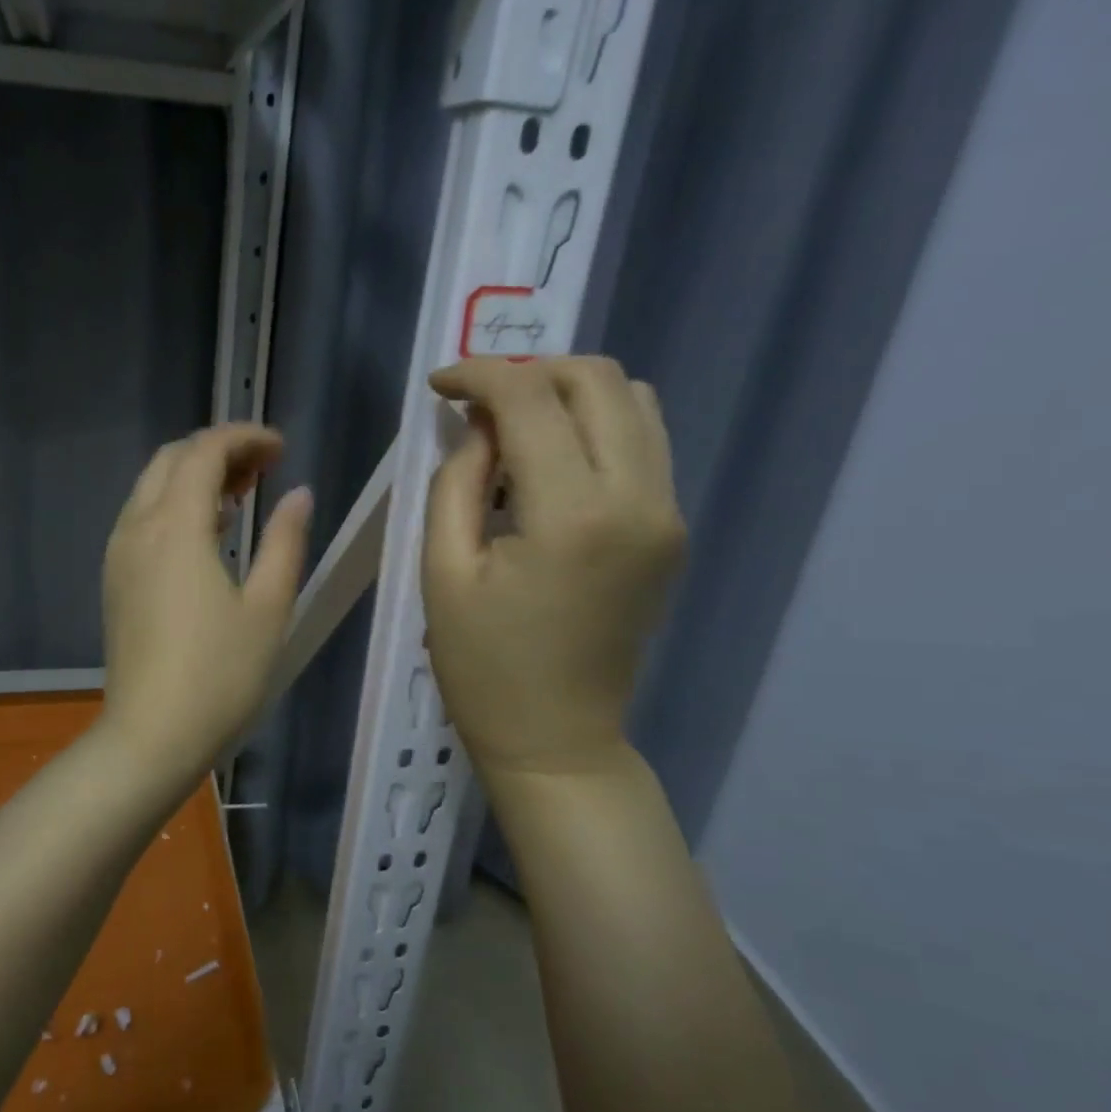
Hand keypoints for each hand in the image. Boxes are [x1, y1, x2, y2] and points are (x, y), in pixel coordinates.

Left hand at [99, 424, 313, 789]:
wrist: (150, 737)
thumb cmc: (220, 675)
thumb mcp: (268, 607)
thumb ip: (285, 542)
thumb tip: (299, 495)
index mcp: (176, 526)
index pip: (205, 452)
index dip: (245, 438)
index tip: (281, 450)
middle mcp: (138, 527)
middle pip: (172, 460)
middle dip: (218, 451)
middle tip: (265, 469)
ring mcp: (119, 554)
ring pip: (152, 487)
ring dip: (195, 477)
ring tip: (243, 496)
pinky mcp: (115, 580)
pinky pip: (142, 518)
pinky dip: (175, 506)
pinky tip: (209, 534)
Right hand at [421, 357, 684, 780]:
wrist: (558, 739)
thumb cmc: (484, 666)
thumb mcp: (444, 571)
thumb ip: (458, 481)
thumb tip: (478, 427)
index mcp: (572, 515)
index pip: (531, 399)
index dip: (480, 375)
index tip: (440, 386)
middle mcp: (638, 499)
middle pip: (598, 380)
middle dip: (530, 373)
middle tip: (478, 405)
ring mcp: (666, 514)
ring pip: (634, 401)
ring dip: (568, 395)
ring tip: (514, 428)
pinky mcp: (671, 530)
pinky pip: (643, 443)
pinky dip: (595, 427)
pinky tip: (550, 462)